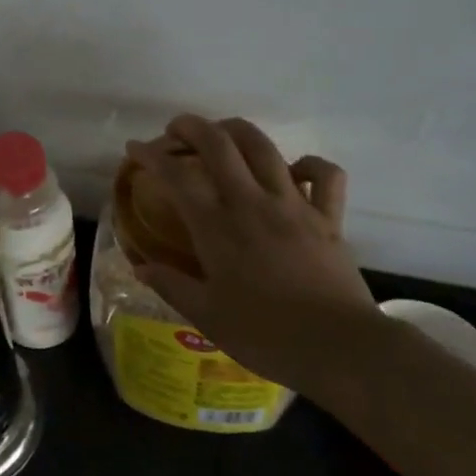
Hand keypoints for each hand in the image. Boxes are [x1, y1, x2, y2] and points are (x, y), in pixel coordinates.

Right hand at [124, 115, 383, 394]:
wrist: (340, 348)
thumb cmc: (266, 335)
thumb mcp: (207, 316)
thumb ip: (171, 285)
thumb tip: (140, 266)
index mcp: (216, 226)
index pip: (176, 175)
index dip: (150, 155)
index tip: (134, 148)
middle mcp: (251, 202)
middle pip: (218, 143)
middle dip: (191, 127)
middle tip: (175, 130)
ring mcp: (294, 205)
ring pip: (264, 147)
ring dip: (237, 130)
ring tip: (222, 133)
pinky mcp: (329, 217)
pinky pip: (324, 174)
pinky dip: (307, 164)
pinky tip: (292, 170)